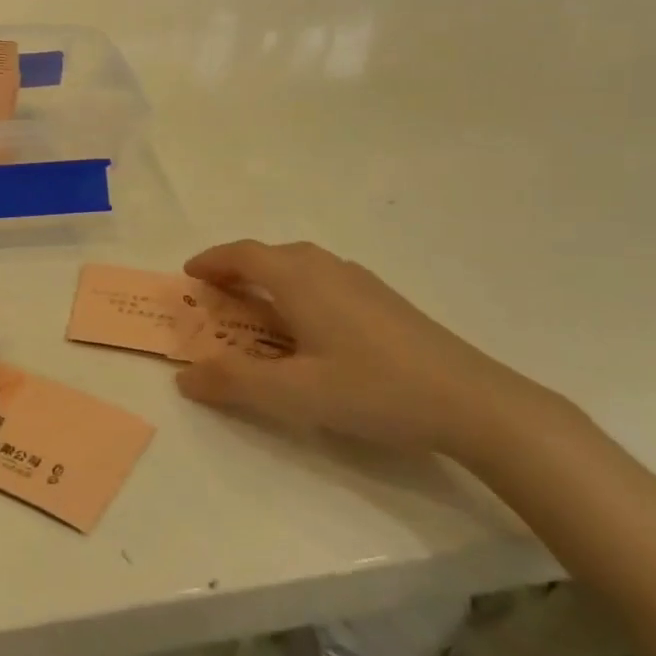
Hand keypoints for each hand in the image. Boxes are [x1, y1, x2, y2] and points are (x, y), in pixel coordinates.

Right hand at [174, 240, 566, 462]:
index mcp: (301, 280)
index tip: (188, 274)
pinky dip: (298, 289)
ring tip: (257, 308)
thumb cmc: (373, 389)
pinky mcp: (385, 301)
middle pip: (272, 254)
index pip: (244, 254)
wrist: (472, 401)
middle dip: (238, 268)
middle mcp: (329, 269)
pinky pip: (325, 279)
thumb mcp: (293, 393)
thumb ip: (233, 383)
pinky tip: (310, 326)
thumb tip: (184, 376)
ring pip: (302, 265)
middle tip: (217, 295)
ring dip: (270, 277)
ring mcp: (362, 282)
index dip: (212, 260)